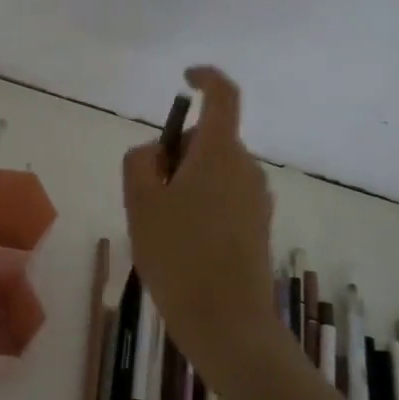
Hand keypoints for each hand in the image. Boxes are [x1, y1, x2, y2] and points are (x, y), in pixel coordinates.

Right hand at [122, 67, 275, 372]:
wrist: (226, 321)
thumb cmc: (177, 254)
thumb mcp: (140, 202)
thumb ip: (140, 162)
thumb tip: (155, 151)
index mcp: (220, 153)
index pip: (223, 96)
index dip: (205, 78)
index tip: (184, 79)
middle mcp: (246, 167)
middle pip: (208, 139)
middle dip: (174, 152)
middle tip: (145, 192)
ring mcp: (257, 198)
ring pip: (213, 170)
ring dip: (185, 182)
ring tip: (160, 226)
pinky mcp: (258, 225)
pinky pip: (224, 196)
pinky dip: (199, 203)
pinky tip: (182, 244)